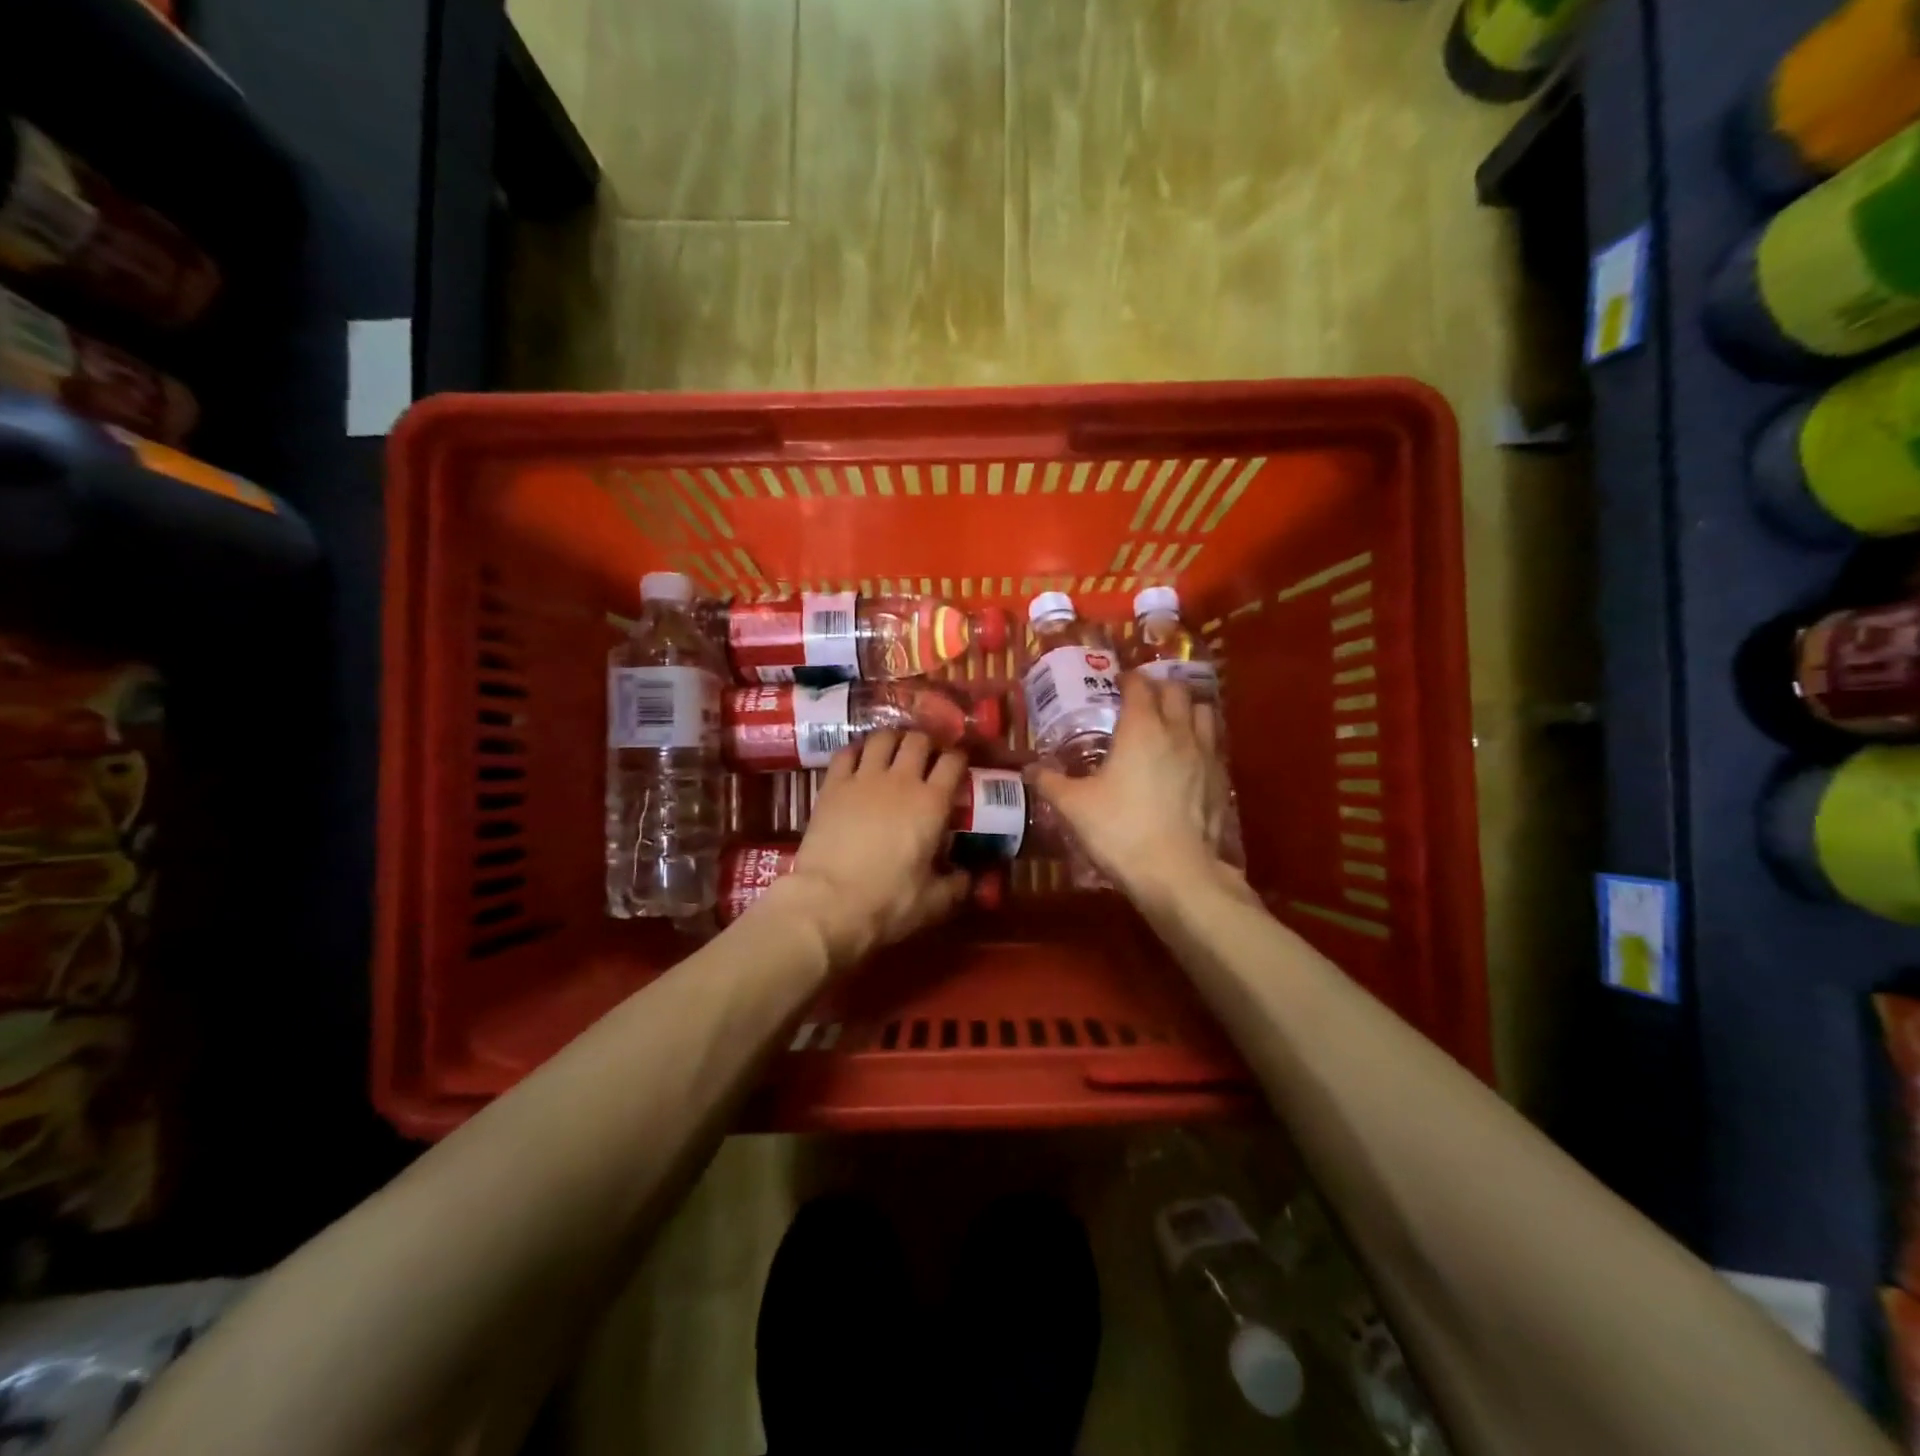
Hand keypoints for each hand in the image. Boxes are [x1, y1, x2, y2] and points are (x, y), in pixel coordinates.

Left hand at [766, 730, 971, 969]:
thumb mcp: (933, 902)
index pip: (953, 762)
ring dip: (892, 740)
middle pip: (918, 740)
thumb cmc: (887, 902)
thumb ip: (956, 885)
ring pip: (882, 738)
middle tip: (926, 757)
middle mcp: (901, 780)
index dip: (958, 758)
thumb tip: (969, 878)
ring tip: (893, 750)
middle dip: (926, 743)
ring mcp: (863, 778)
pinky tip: (859, 759)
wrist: (828, 903)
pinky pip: (847, 752)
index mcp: (932, 803)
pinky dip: (856, 750)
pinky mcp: (833, 784)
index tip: (958, 766)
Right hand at [1034, 673, 1235, 905]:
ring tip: (1170, 720)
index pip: (1139, 685)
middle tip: (1141, 699)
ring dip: (1186, 708)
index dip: (1127, 679)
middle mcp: (1177, 731)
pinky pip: (1213, 744)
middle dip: (1158, 688)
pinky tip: (1186, 758)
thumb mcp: (1074, 806)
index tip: (1116, 682)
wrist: (1176, 872)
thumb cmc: (1120, 830)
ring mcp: (1205, 754)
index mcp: (1141, 728)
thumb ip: (1050, 782)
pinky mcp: (1221, 779)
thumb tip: (1028, 769)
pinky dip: (1200, 739)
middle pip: (1175, 691)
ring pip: (1203, 712)